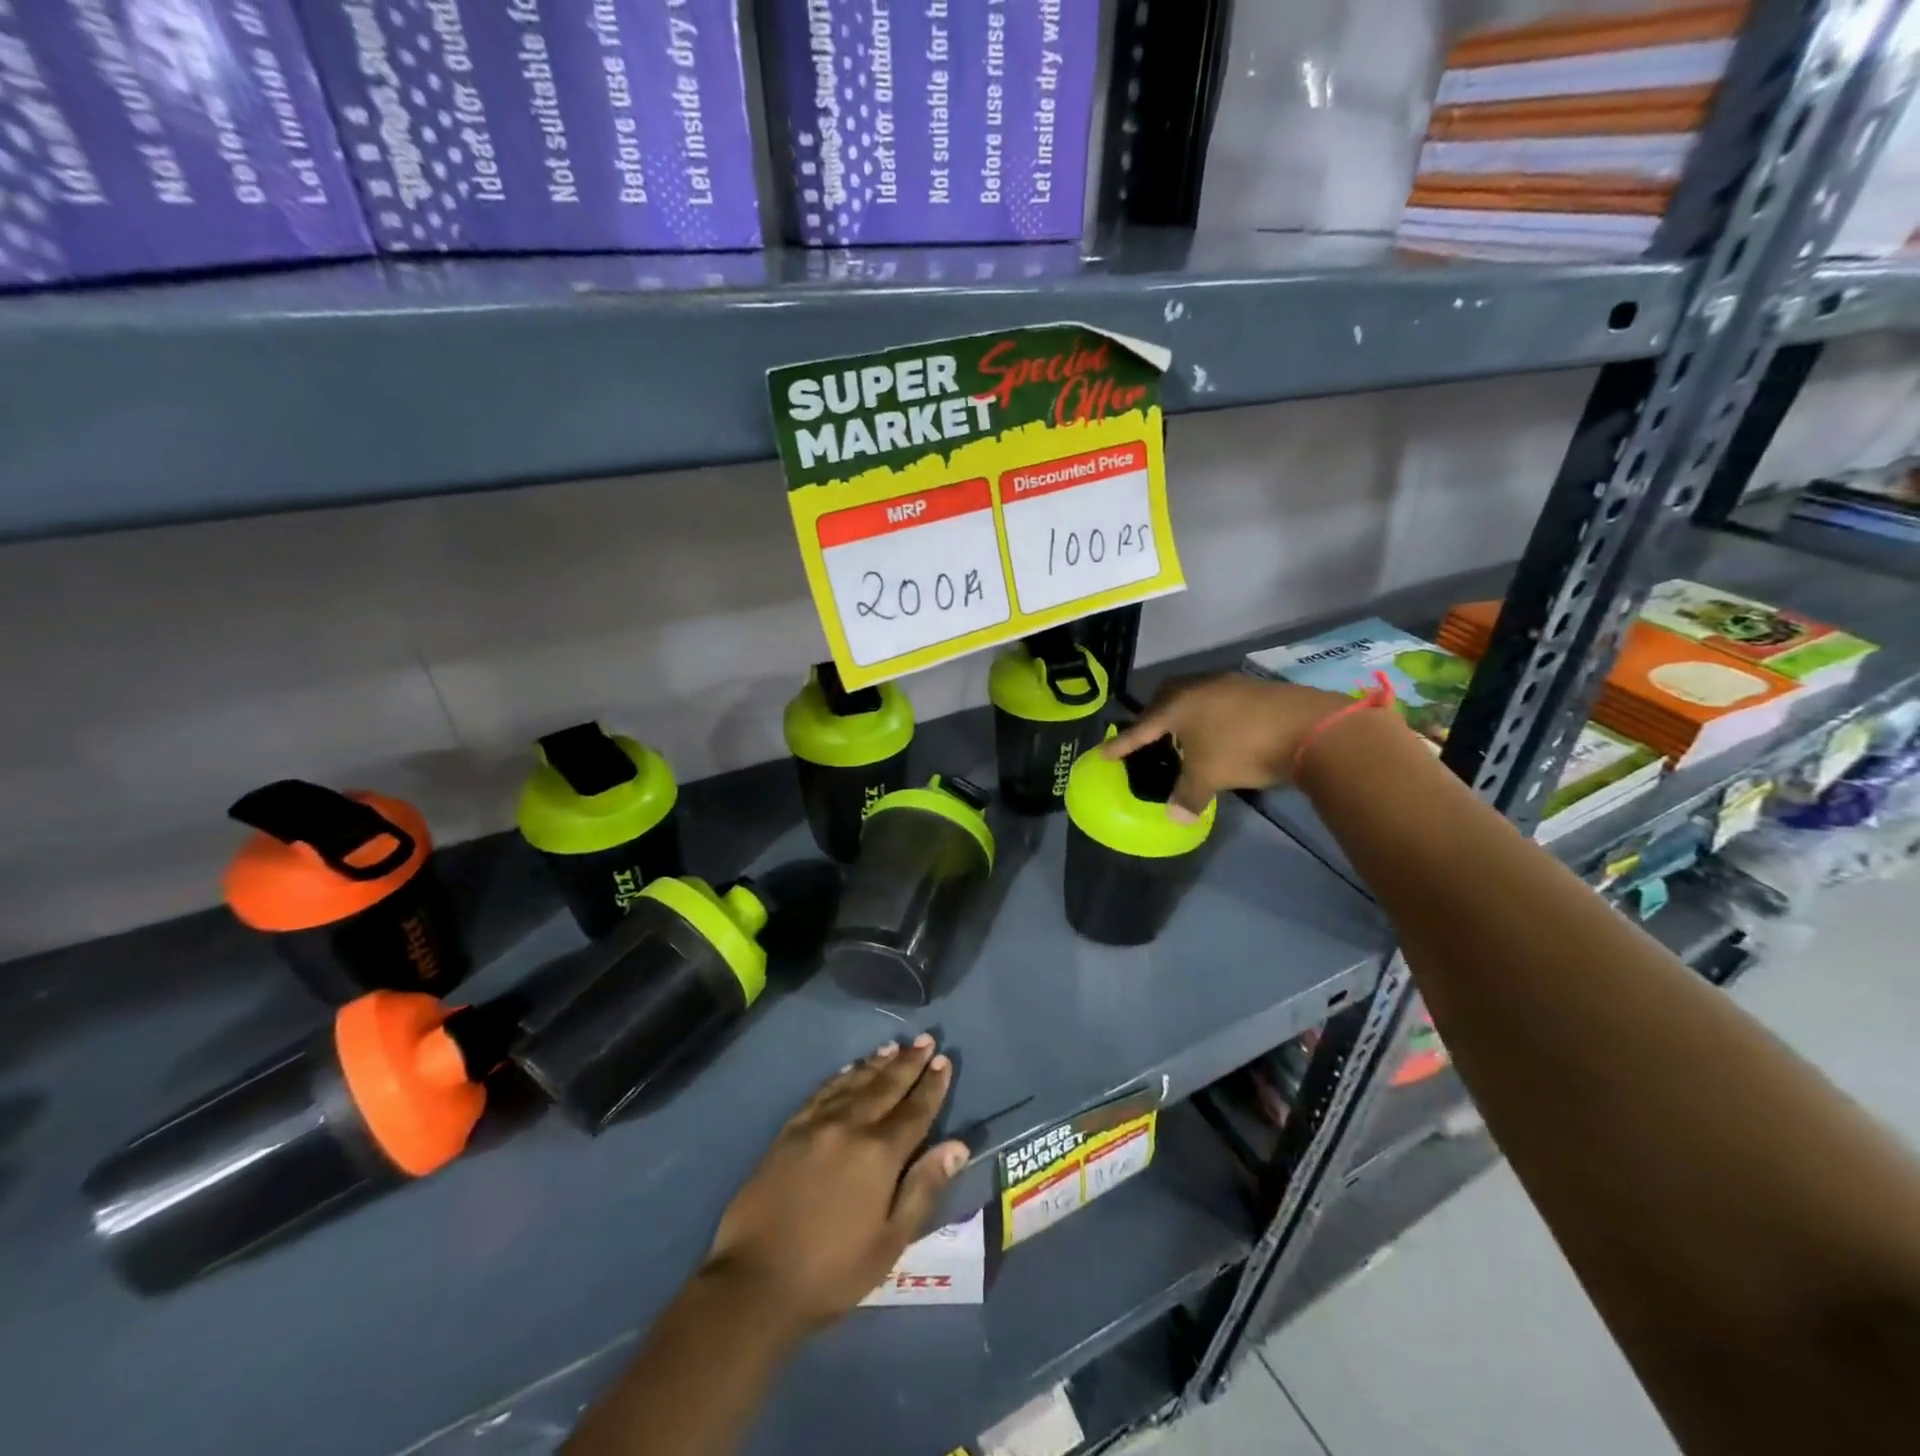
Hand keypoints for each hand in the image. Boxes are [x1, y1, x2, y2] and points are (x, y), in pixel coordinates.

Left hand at [703, 1035, 967, 1330]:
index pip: (914, 1111)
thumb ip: (923, 1189)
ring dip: (877, 1063)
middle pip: (886, 1087)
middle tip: (924, 1039)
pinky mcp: (790, 1129)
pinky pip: (823, 1091)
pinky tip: (850, 1069)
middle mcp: (850, 1127)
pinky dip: (842, 1076)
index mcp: (879, 1154)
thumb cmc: (832, 1271)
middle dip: (908, 1063)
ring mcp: (817, 1124)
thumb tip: (957, 1146)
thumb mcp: (889, 1243)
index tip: (943, 1061)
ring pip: (855, 1082)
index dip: (931, 1086)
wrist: (754, 1280)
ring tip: (894, 1047)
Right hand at [1105, 673, 1350, 817]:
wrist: (1308, 728)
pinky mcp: (1254, 689)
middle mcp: (1198, 687)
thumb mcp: (1209, 777)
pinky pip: (1218, 700)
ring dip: (1184, 715)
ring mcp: (1228, 684)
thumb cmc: (1243, 749)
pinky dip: (1209, 716)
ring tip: (1183, 736)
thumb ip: (1187, 796)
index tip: (1104, 752)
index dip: (1122, 744)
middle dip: (1153, 718)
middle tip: (1147, 736)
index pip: (1141, 728)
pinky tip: (1218, 732)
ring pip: (1194, 697)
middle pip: (1165, 699)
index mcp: (1177, 705)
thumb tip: (1174, 817)